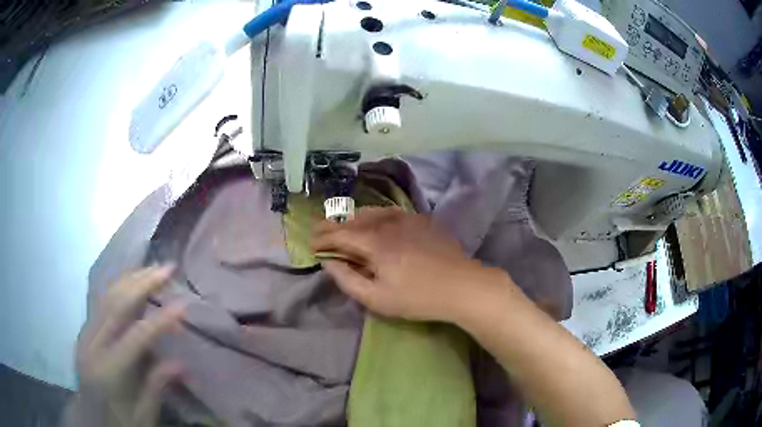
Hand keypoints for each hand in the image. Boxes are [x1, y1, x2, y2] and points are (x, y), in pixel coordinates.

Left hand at [73, 266, 184, 426]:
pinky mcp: (84, 331)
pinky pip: (101, 303)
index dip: (160, 320)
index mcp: (108, 371)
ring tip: (151, 268)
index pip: (136, 337)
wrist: (90, 420)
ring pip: (106, 297)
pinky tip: (130, 282)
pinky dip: (117, 288)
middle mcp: (92, 344)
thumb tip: (182, 364)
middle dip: (143, 284)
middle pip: (116, 305)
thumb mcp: (143, 416)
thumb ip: (157, 386)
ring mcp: (85, 334)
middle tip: (167, 268)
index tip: (183, 306)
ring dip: (130, 280)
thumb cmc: (119, 422)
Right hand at [313, 207, 495, 321]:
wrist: (462, 286)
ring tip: (342, 225)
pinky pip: (390, 212)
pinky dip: (374, 215)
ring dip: (352, 218)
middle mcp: (388, 223)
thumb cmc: (418, 298)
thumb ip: (348, 280)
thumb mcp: (377, 298)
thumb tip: (329, 263)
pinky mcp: (421, 220)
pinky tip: (373, 221)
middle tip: (320, 231)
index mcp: (374, 243)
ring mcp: (407, 218)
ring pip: (372, 212)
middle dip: (333, 225)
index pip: (340, 235)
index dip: (323, 239)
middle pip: (353, 219)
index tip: (311, 245)